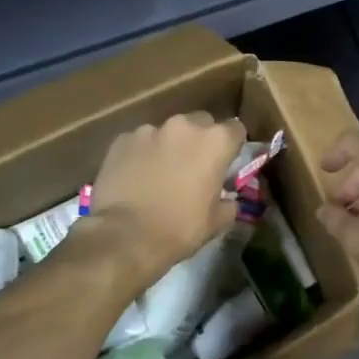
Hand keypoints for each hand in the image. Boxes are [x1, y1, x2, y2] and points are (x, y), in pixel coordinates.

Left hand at [84, 113, 243, 275]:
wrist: (126, 236)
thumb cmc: (180, 228)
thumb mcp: (217, 221)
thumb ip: (229, 203)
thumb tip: (229, 200)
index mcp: (215, 141)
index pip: (236, 129)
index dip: (233, 145)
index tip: (227, 162)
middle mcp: (184, 126)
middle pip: (201, 122)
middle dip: (201, 140)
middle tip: (195, 166)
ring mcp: (150, 130)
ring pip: (168, 131)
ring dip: (170, 146)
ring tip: (161, 172)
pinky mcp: (122, 140)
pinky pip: (139, 142)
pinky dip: (142, 154)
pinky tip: (136, 176)